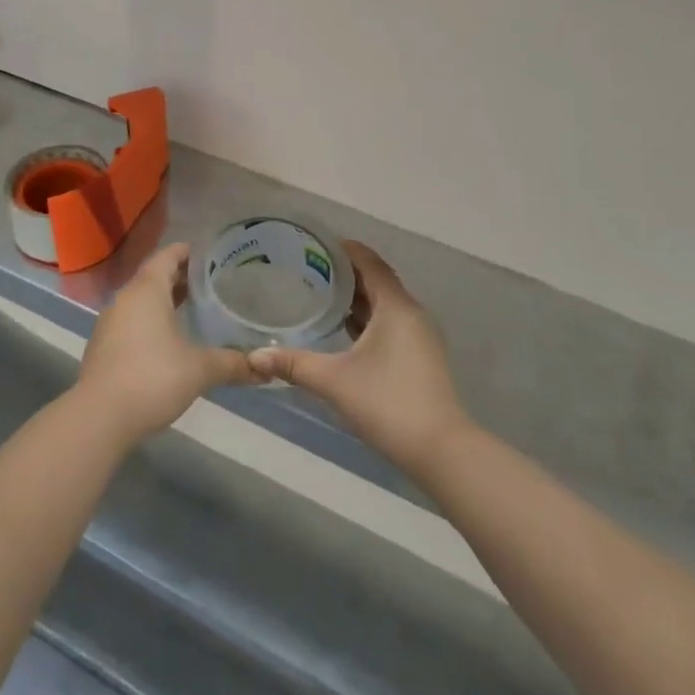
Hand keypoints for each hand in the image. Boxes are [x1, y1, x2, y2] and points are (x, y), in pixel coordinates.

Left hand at [75, 243, 254, 445]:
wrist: (99, 417)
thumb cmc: (152, 378)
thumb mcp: (200, 370)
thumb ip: (233, 364)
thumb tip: (265, 369)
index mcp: (147, 290)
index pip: (167, 256)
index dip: (187, 252)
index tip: (209, 254)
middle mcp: (125, 298)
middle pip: (154, 276)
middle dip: (180, 277)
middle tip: (210, 282)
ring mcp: (110, 322)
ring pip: (141, 300)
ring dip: (164, 300)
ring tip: (193, 308)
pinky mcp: (104, 346)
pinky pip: (131, 320)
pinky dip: (151, 320)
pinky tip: (169, 339)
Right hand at [248, 242, 468, 474]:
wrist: (441, 450)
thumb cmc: (387, 402)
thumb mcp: (334, 381)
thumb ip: (293, 364)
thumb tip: (253, 357)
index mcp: (396, 307)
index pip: (370, 263)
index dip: (345, 249)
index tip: (315, 243)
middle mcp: (411, 314)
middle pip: (377, 281)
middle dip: (346, 273)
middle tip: (309, 268)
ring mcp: (419, 337)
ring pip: (385, 305)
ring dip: (357, 298)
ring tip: (321, 294)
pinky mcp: (420, 357)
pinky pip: (390, 324)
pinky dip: (368, 320)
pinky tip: (344, 332)